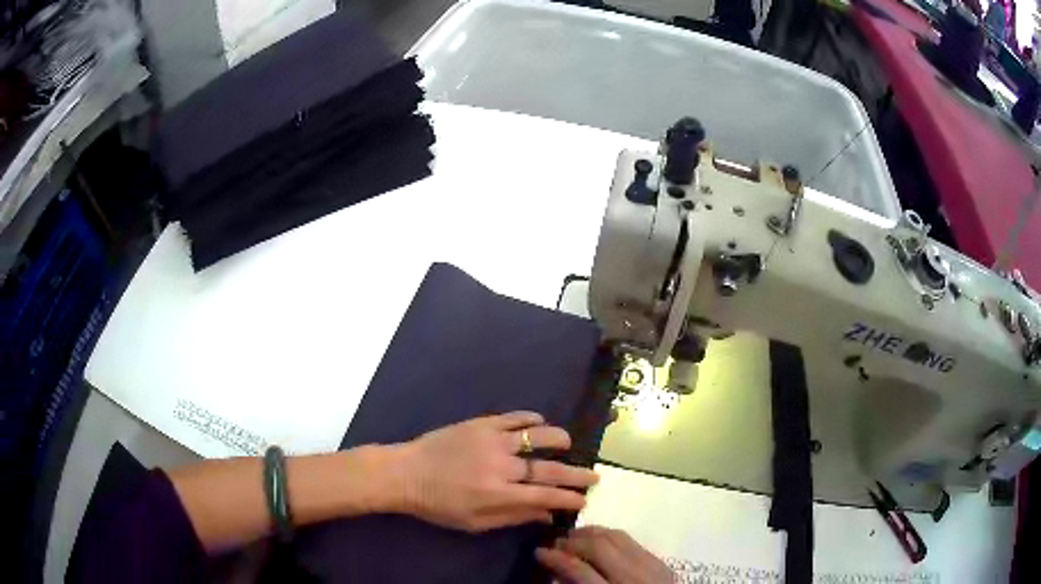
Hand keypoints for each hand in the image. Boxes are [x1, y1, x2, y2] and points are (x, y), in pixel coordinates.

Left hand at [389, 411, 598, 531]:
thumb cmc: (438, 504)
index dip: (569, 498)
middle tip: (594, 476)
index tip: (584, 500)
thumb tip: (547, 516)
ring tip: (568, 443)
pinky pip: (513, 417)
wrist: (405, 473)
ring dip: (557, 440)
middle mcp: (501, 466)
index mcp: (498, 494)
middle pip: (548, 469)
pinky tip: (539, 422)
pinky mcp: (481, 423)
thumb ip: (513, 517)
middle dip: (576, 474)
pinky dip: (530, 419)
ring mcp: (491, 440)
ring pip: (536, 436)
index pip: (545, 496)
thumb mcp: (474, 522)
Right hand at [536, 527, 674, 583]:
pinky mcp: (661, 562)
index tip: (538, 552)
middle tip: (554, 543)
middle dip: (572, 541)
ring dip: (591, 533)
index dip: (556, 559)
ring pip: (617, 537)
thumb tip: (557, 570)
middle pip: (599, 547)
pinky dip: (610, 536)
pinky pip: (632, 540)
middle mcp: (634, 577)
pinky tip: (598, 540)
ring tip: (573, 537)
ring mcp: (651, 566)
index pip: (579, 570)